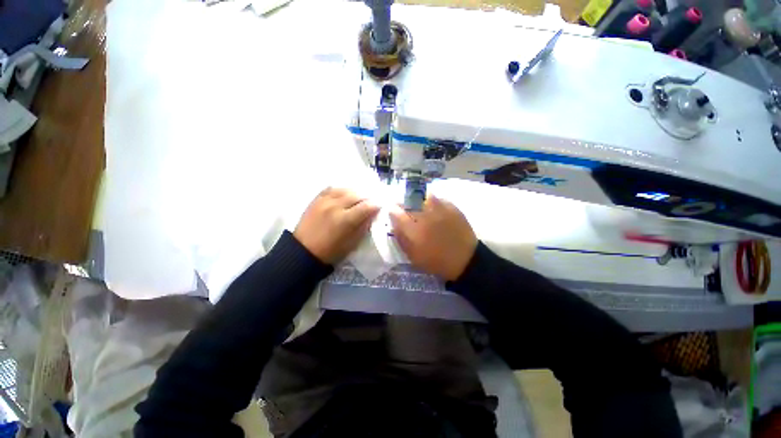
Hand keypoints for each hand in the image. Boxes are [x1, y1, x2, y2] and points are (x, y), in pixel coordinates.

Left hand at [294, 187, 379, 264]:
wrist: (303, 251)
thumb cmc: (331, 252)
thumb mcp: (352, 243)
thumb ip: (364, 226)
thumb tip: (373, 213)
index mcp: (345, 220)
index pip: (367, 206)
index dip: (376, 204)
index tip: (380, 205)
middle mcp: (335, 206)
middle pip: (357, 194)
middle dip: (368, 197)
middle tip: (372, 200)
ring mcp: (324, 201)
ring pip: (345, 189)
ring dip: (355, 192)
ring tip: (360, 196)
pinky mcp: (316, 199)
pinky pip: (332, 188)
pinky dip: (342, 190)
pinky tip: (345, 193)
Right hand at [389, 195, 477, 280]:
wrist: (464, 260)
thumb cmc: (436, 261)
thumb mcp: (413, 256)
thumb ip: (402, 239)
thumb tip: (394, 225)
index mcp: (413, 229)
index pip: (396, 213)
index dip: (393, 210)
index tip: (393, 211)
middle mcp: (425, 215)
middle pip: (409, 201)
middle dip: (404, 203)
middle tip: (405, 207)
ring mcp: (439, 209)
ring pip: (424, 197)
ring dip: (419, 200)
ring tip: (420, 206)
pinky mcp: (452, 207)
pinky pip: (438, 199)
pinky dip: (433, 202)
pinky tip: (435, 209)